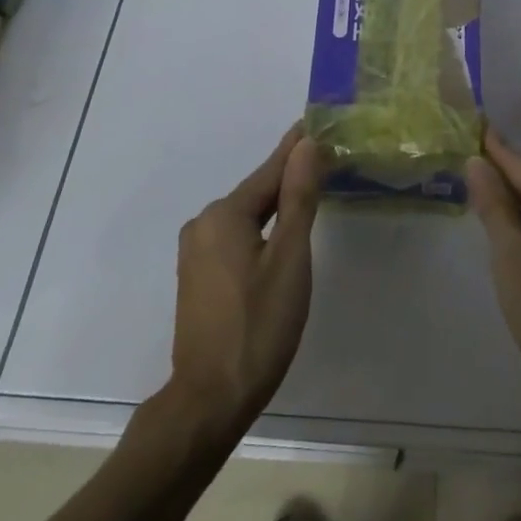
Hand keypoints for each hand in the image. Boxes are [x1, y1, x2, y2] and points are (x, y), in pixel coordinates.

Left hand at [167, 126, 322, 439]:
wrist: (210, 399)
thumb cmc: (259, 325)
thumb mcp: (290, 258)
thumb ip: (299, 198)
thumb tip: (307, 145)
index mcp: (224, 215)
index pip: (271, 170)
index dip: (297, 147)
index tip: (316, 121)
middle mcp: (203, 224)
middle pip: (257, 192)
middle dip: (289, 175)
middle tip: (324, 156)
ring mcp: (196, 252)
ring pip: (246, 216)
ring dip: (276, 203)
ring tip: (309, 188)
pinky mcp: (197, 276)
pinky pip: (235, 237)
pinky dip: (261, 228)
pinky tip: (279, 233)